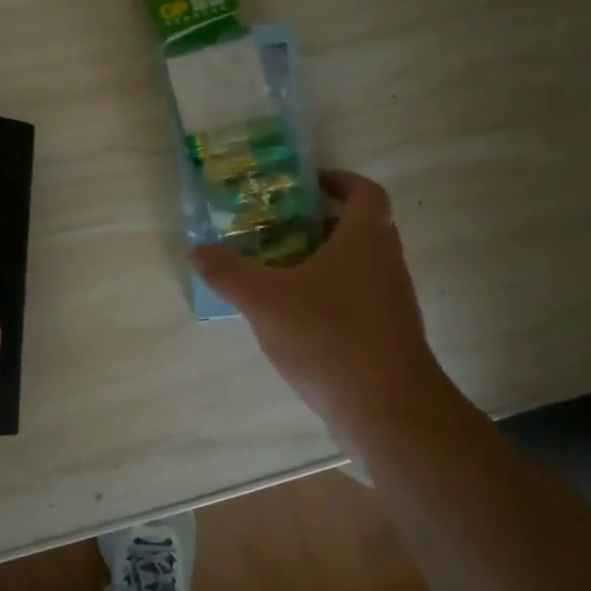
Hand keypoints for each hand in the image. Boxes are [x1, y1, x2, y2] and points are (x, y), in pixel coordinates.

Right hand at [192, 170, 466, 452]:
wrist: (387, 410)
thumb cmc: (329, 338)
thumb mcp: (265, 301)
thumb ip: (229, 273)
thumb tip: (198, 250)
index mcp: (365, 240)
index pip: (365, 192)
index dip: (339, 180)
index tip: (306, 183)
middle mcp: (386, 263)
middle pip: (362, 227)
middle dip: (322, 221)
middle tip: (280, 226)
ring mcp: (392, 302)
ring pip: (360, 265)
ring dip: (325, 260)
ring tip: (279, 270)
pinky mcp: (388, 335)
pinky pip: (359, 298)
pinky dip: (331, 295)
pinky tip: (296, 317)